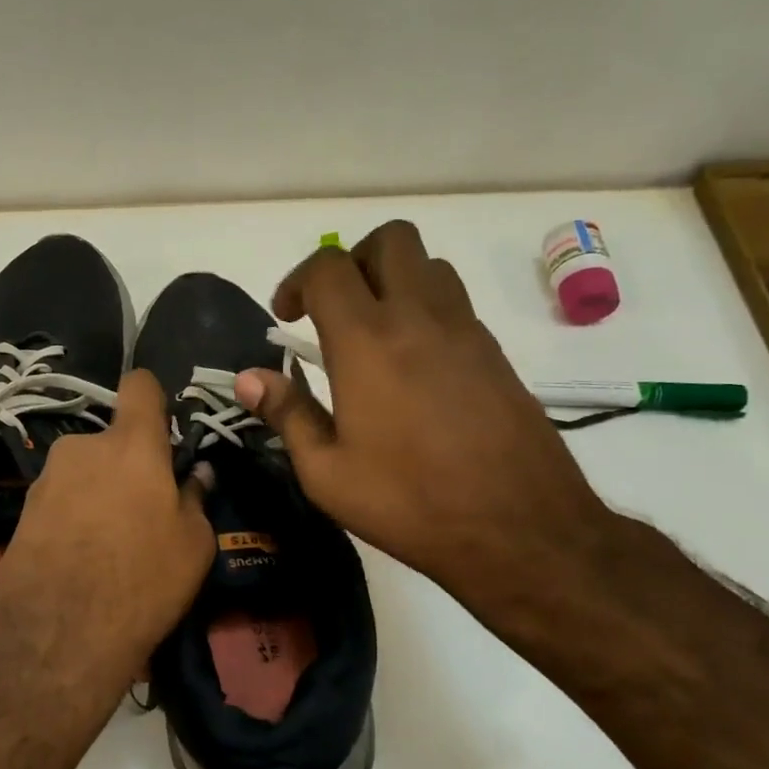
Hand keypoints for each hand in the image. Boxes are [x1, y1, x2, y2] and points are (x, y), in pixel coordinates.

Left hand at [0, 369, 214, 704]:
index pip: (140, 386)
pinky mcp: (22, 509)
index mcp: (131, 444)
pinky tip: (81, 556)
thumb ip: (195, 498)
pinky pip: (61, 498)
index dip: (153, 399)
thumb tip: (196, 474)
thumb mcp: (193, 545)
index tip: (163, 429)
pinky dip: (74, 515)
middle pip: (112, 440)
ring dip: (99, 491)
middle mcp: (83, 447)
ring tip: (109, 542)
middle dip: (127, 464)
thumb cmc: (142, 581)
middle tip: (142, 510)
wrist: (57, 635)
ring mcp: (46, 477)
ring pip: (85, 471)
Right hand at [234, 221, 620, 610]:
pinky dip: (426, 311)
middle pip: (390, 240)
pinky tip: (413, 368)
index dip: (296, 281)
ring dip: (395, 280)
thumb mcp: (327, 472)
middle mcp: (419, 318)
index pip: (328, 268)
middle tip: (332, 309)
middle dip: (352, 261)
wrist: (519, 529)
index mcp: (367, 341)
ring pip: (430, 265)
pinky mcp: (496, 354)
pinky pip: (456, 303)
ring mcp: (466, 331)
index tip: (286, 318)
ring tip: (373, 333)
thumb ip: (287, 414)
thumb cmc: (408, 502)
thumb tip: (248, 378)